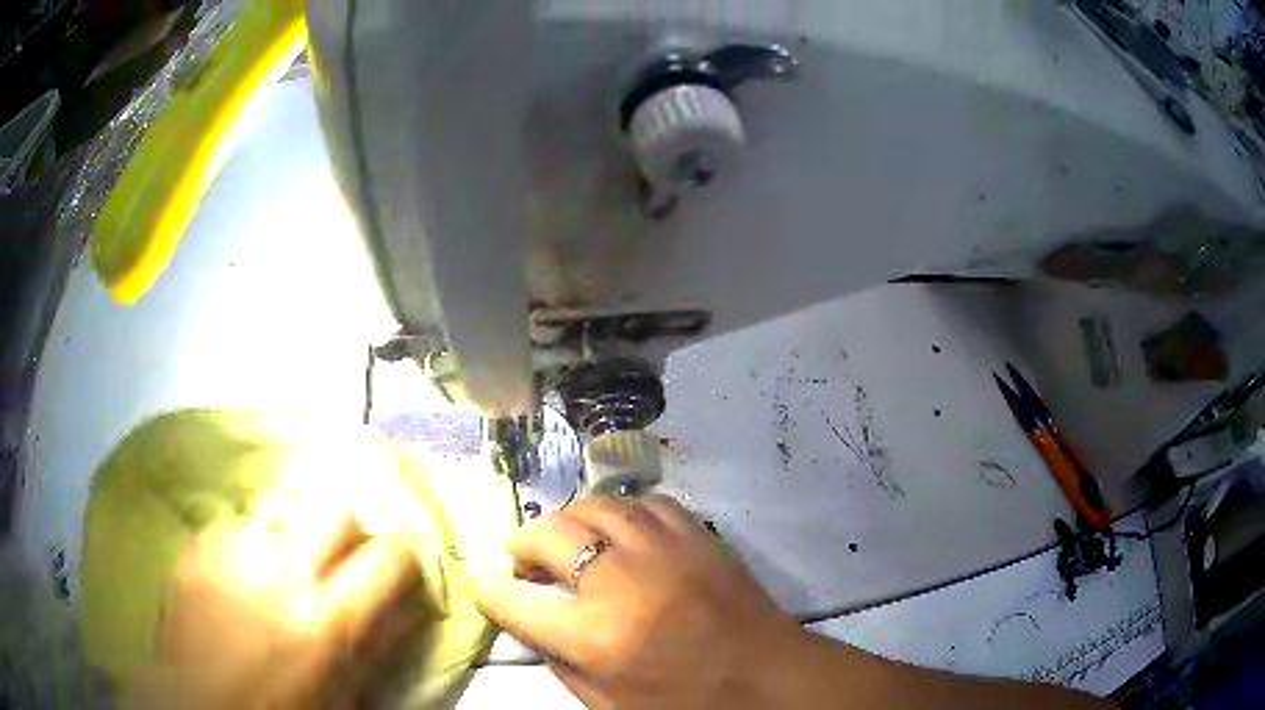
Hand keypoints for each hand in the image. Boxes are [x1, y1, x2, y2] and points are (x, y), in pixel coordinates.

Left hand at [136, 502, 420, 709]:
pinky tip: (239, 578)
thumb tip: (411, 607)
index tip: (391, 573)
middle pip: (333, 505)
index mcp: (325, 623)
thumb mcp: (343, 697)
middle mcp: (279, 574)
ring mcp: (231, 553)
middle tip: (336, 560)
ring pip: (282, 506)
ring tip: (281, 568)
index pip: (388, 557)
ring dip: (293, 535)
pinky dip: (248, 546)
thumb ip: (378, 648)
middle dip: (345, 530)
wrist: (199, 708)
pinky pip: (237, 525)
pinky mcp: (196, 547)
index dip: (399, 561)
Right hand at [472, 494, 801, 708]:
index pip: (517, 603)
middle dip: (521, 541)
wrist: (770, 677)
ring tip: (565, 536)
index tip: (485, 584)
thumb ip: (564, 669)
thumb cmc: (690, 702)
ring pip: (597, 507)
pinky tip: (621, 529)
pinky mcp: (698, 536)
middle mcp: (623, 582)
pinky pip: (647, 503)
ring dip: (568, 519)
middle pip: (550, 536)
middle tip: (520, 556)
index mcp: (596, 637)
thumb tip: (535, 630)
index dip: (491, 591)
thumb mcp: (614, 706)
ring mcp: (664, 550)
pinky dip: (622, 512)